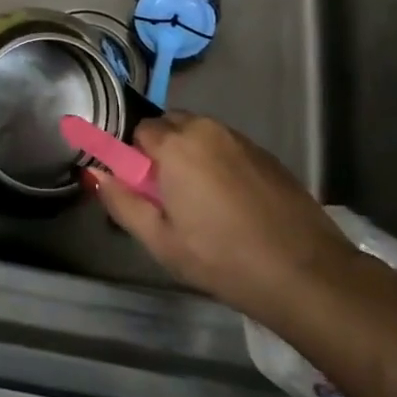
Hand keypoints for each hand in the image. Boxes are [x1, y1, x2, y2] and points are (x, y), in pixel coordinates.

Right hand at [86, 110, 358, 325]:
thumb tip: (92, 172)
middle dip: (162, 151)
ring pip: (200, 134)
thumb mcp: (161, 241)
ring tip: (202, 203)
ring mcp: (239, 138)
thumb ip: (121, 201)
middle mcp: (206, 128)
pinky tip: (231, 203)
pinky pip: (227, 146)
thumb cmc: (222, 258)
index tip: (144, 190)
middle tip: (169, 197)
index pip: (139, 130)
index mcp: (175, 144)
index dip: (135, 159)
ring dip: (191, 155)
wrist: (304, 271)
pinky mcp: (264, 153)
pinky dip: (219, 163)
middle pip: (170, 125)